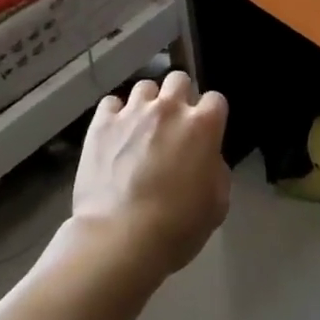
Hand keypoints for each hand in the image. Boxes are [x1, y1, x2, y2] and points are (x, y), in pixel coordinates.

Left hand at [69, 71, 230, 285]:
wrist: (120, 238)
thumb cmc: (177, 227)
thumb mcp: (217, 204)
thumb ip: (216, 170)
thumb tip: (207, 158)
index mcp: (202, 126)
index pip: (215, 99)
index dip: (211, 116)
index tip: (205, 134)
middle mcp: (169, 108)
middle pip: (178, 80)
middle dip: (179, 98)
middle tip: (173, 125)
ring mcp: (133, 112)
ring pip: (144, 87)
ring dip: (148, 104)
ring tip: (141, 128)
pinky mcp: (102, 123)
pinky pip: (111, 103)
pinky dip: (115, 115)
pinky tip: (115, 134)